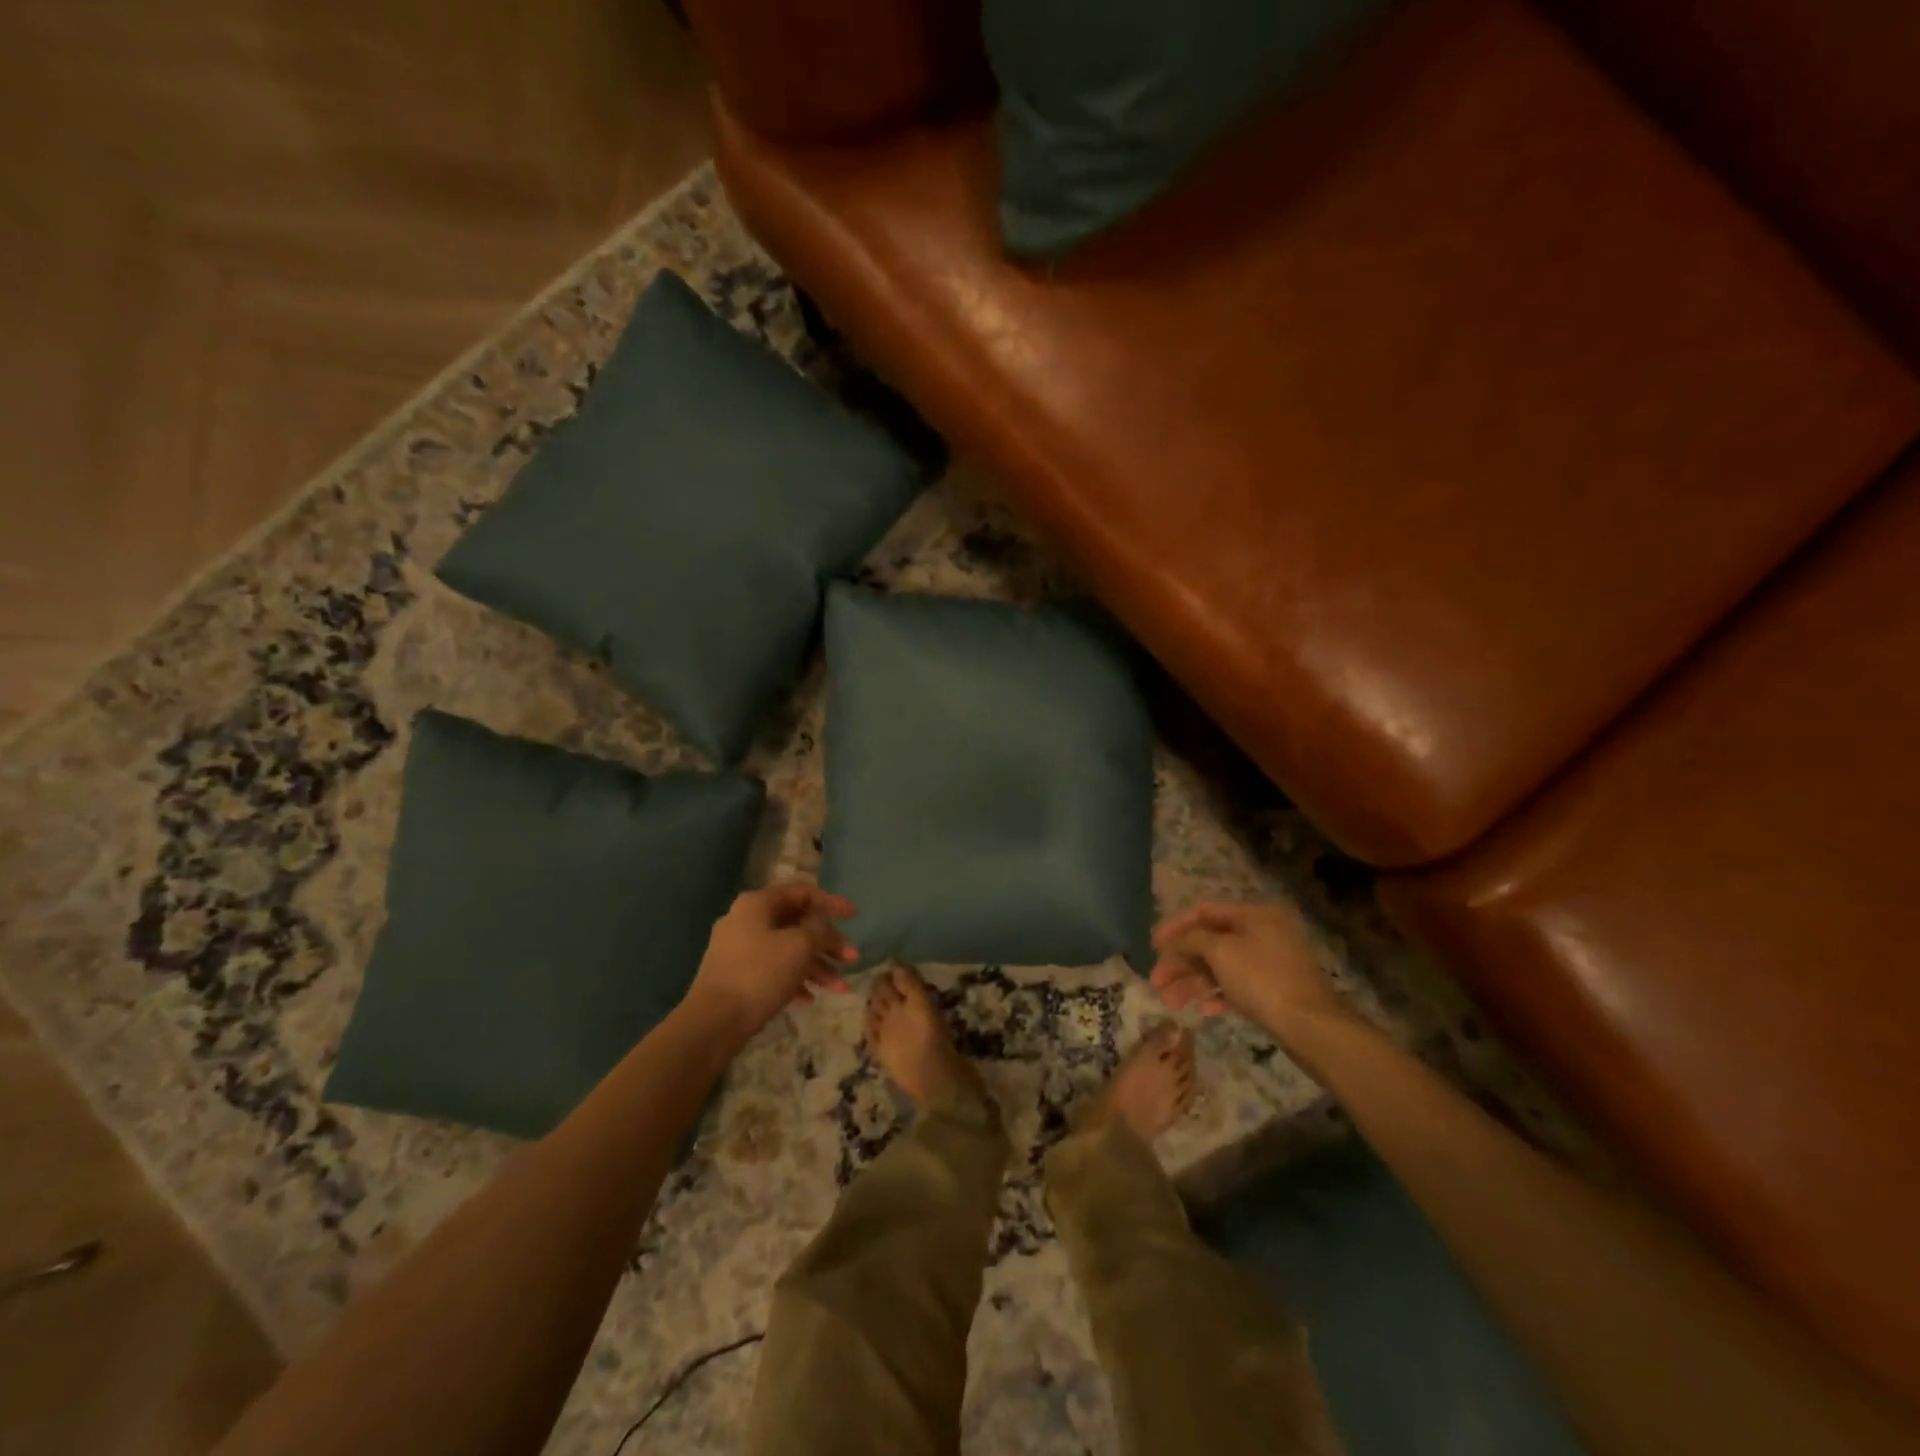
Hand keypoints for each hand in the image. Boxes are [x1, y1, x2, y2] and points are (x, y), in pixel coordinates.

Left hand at [682, 883, 857, 1041]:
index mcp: (757, 904)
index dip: (832, 902)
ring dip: (816, 966)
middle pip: (797, 924)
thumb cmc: (760, 974)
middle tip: (852, 959)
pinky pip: (773, 970)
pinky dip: (794, 980)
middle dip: (828, 943)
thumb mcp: (800, 946)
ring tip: (839, 988)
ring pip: (787, 950)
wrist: (713, 1022)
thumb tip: (823, 926)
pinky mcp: (736, 976)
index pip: (802, 892)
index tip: (855, 916)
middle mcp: (746, 920)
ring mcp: (738, 950)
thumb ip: (820, 929)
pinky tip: (810, 999)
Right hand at [1149, 900, 1352, 1041]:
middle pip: (1210, 941)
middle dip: (1181, 962)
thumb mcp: (1221, 951)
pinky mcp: (1273, 990)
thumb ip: (1192, 939)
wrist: (1312, 1026)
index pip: (1204, 911)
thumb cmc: (1262, 979)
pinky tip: (1202, 1009)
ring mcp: (1269, 963)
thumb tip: (1178, 941)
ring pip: (1220, 967)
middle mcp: (1263, 933)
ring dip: (1193, 982)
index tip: (1152, 945)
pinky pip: (1236, 986)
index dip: (1175, 926)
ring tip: (1170, 1002)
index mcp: (1254, 915)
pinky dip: (1216, 994)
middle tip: (1156, 981)